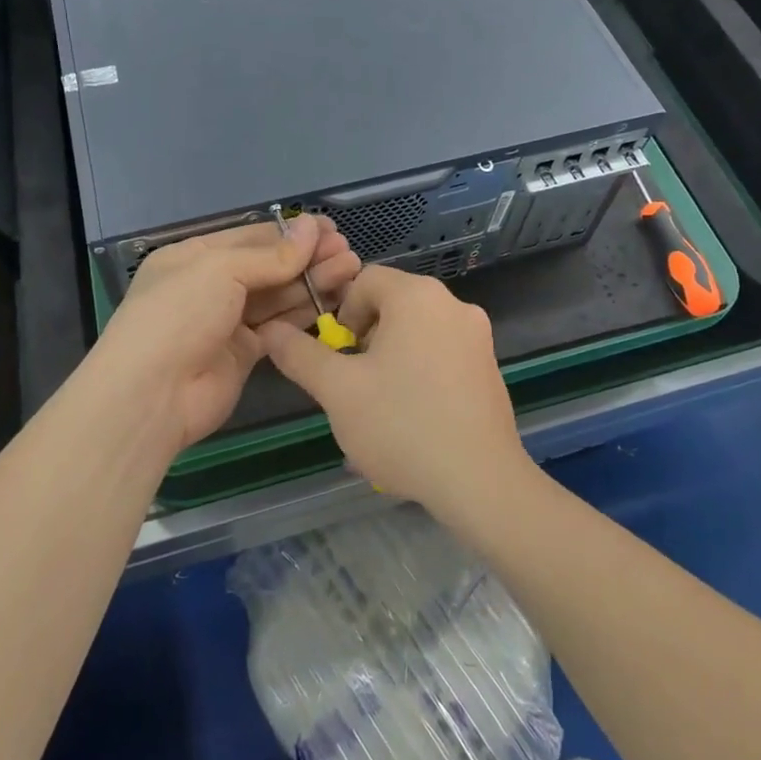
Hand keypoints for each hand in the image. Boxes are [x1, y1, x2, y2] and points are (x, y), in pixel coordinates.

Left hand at [79, 216, 360, 452]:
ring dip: (312, 281)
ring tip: (351, 269)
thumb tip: (313, 227)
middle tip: (348, 252)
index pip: (251, 237)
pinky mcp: (244, 353)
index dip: (291, 233)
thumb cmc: (179, 315)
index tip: (330, 229)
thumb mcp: (221, 270)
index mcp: (194, 257)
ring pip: (277, 295)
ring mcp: (227, 320)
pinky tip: (333, 300)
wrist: (152, 395)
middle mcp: (211, 285)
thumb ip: (272, 255)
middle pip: (268, 266)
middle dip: (308, 257)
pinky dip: (303, 313)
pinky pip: (279, 325)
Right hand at [256, 265, 532, 520]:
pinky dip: (421, 374)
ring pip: (417, 332)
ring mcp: (478, 336)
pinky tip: (413, 419)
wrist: (479, 481)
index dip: (342, 312)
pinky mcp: (490, 367)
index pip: (365, 279)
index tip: (339, 356)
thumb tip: (271, 330)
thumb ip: (300, 354)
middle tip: (355, 383)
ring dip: (391, 359)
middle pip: (393, 304)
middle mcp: (453, 304)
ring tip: (380, 407)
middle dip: (366, 339)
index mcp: (417, 296)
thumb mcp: (338, 391)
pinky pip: (442, 355)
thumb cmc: (402, 425)